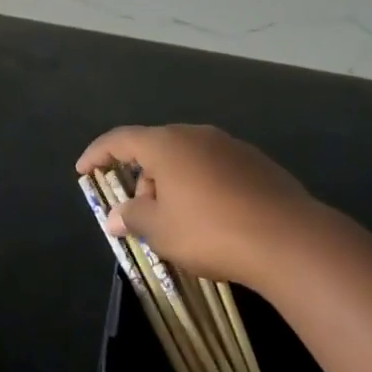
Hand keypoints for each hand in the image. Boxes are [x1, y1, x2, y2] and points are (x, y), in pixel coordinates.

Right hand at [76, 124, 320, 290]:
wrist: (288, 238)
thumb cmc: (211, 230)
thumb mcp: (161, 230)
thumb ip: (132, 217)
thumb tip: (115, 215)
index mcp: (166, 144)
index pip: (120, 139)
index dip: (98, 153)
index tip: (83, 170)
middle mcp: (196, 134)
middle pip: (156, 149)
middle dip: (141, 179)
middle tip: (140, 216)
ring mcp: (229, 145)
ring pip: (187, 159)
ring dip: (172, 184)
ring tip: (177, 223)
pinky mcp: (254, 162)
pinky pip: (214, 168)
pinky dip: (201, 186)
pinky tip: (212, 218)